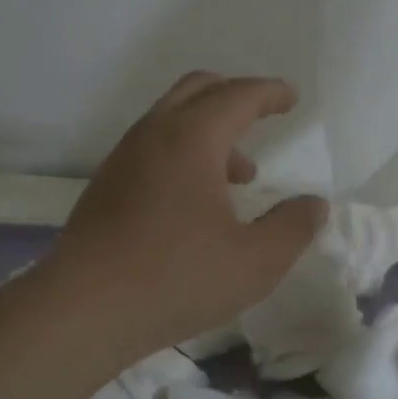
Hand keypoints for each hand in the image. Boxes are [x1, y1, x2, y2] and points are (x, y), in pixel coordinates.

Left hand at [43, 73, 328, 358]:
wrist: (83, 309)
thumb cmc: (175, 279)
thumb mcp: (254, 262)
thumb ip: (292, 228)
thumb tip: (314, 204)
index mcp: (192, 138)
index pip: (238, 95)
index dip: (270, 93)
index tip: (290, 98)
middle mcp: (154, 133)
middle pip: (198, 89)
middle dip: (235, 95)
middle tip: (262, 116)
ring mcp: (124, 156)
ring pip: (172, 118)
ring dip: (209, 130)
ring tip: (238, 176)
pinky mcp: (106, 183)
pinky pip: (153, 145)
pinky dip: (183, 150)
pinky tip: (194, 200)